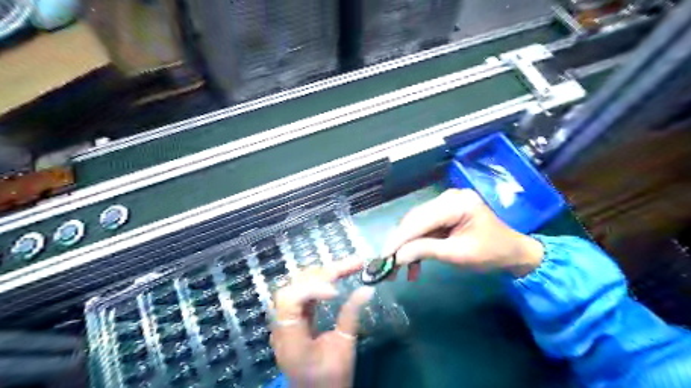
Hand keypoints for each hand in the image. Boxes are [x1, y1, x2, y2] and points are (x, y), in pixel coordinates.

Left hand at [272, 259, 377, 387]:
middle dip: (324, 272)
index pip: (289, 300)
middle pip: (295, 285)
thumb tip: (367, 289)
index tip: (336, 292)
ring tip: (349, 266)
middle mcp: (283, 325)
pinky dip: (322, 281)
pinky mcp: (296, 317)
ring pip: (300, 284)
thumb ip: (351, 317)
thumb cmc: (330, 380)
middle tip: (353, 265)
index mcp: (290, 339)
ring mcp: (287, 319)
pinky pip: (306, 291)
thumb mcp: (344, 350)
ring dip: (324, 273)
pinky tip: (338, 276)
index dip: (310, 289)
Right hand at [384, 188, 544, 278]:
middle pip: (414, 220)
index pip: (420, 220)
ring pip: (416, 225)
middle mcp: (448, 198)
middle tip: (386, 264)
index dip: (399, 238)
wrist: (513, 252)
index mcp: (457, 203)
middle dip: (400, 244)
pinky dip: (417, 246)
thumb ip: (425, 251)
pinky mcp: (444, 213)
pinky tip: (414, 266)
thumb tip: (396, 257)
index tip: (382, 255)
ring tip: (399, 271)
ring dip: (406, 247)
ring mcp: (445, 204)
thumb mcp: (458, 254)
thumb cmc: (491, 253)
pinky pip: (424, 228)